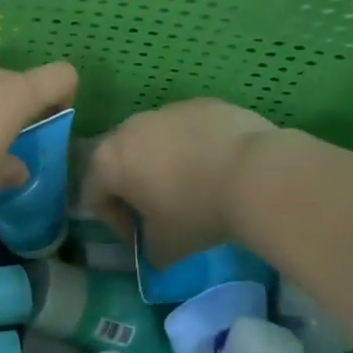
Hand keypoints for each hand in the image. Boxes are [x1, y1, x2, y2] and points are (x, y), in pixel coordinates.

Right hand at [83, 99, 277, 265]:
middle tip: (161, 211)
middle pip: (121, 161)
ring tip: (194, 186)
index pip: (95, 196)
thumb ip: (147, 247)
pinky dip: (194, 146)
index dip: (115, 222)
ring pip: (155, 141)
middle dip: (135, 186)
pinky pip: (188, 129)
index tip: (140, 238)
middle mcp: (129, 128)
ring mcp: (167, 110)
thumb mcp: (165, 246)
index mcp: (108, 161)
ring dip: (164, 163)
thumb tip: (152, 249)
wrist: (257, 175)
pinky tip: (218, 167)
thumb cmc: (197, 212)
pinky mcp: (202, 103)